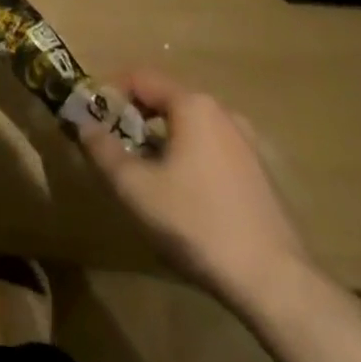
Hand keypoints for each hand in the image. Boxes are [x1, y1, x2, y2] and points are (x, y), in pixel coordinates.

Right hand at [80, 69, 310, 303]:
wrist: (276, 283)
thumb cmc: (197, 223)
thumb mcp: (135, 187)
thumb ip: (102, 150)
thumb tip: (83, 124)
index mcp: (192, 105)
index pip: (139, 78)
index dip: (109, 93)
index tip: (92, 120)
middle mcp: (222, 112)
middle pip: (165, 100)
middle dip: (134, 120)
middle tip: (115, 150)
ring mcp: (247, 143)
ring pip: (189, 127)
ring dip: (162, 141)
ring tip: (146, 177)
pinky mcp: (261, 173)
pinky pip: (212, 149)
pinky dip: (189, 158)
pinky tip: (184, 197)